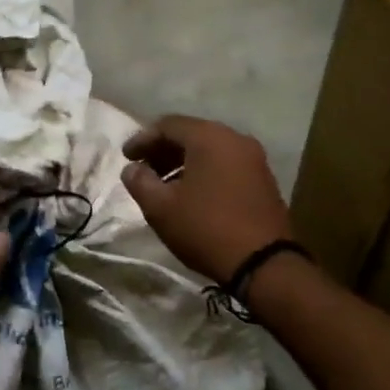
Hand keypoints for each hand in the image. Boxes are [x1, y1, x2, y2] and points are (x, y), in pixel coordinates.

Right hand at [121, 115, 294, 284]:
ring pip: (209, 150)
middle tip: (142, 170)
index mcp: (210, 137)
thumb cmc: (206, 228)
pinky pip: (225, 164)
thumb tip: (132, 169)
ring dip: (182, 162)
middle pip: (191, 134)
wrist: (264, 264)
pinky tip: (190, 194)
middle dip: (163, 150)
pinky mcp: (263, 180)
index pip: (168, 125)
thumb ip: (140, 182)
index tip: (126, 158)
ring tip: (163, 185)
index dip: (142, 139)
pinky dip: (203, 171)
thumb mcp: (161, 207)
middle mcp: (235, 139)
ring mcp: (254, 159)